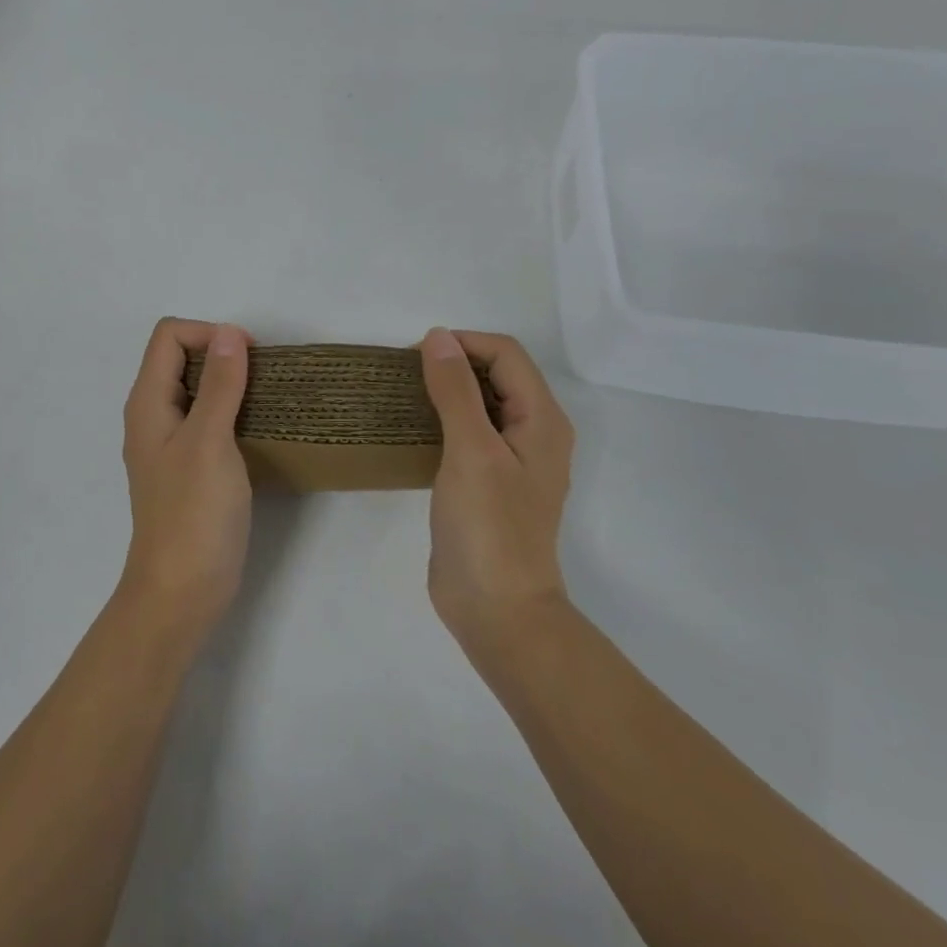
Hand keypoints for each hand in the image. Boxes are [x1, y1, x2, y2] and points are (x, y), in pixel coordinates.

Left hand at [119, 317, 254, 641]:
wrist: (181, 592)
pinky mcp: (190, 468)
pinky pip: (208, 421)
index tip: (248, 357)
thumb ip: (219, 385)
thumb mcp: (209, 441)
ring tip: (267, 399)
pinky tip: (259, 430)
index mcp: (148, 402)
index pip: (169, 336)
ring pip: (198, 390)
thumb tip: (230, 333)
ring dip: (231, 384)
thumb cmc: (193, 514)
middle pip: (181, 358)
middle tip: (263, 377)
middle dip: (222, 355)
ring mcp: (171, 444)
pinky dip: (232, 413)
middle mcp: (154, 416)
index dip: (208, 333)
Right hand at [419, 329, 575, 655]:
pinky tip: (413, 429)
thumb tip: (438, 336)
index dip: (463, 344)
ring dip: (447, 391)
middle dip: (454, 363)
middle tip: (404, 373)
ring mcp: (512, 460)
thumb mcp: (471, 450)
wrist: (497, 609)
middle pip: (497, 375)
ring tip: (403, 394)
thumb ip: (456, 390)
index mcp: (542, 419)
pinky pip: (469, 433)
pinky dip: (444, 419)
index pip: (506, 354)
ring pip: (481, 403)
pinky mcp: (489, 482)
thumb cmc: (489, 527)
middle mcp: (533, 433)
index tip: (415, 355)